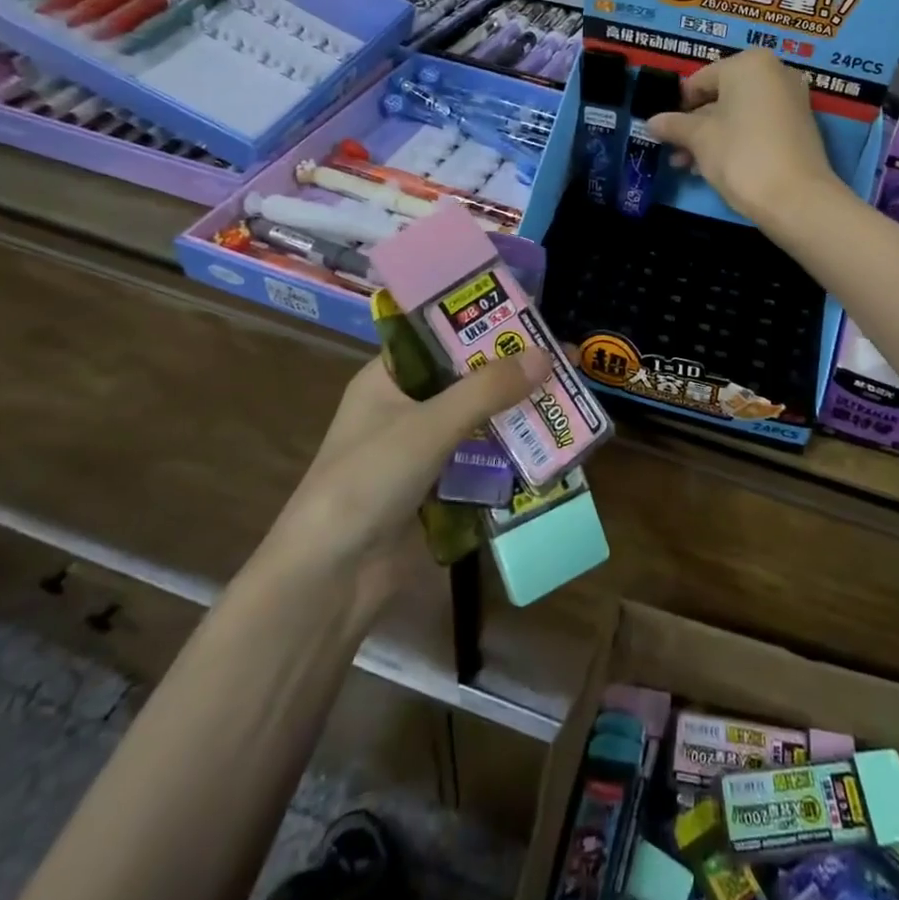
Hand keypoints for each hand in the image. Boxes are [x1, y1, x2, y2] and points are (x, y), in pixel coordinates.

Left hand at [257, 348, 550, 580]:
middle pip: (467, 380)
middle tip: (564, 362)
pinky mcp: (437, 491)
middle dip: (512, 374)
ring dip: (517, 416)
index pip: (440, 338)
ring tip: (568, 402)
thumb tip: (545, 355)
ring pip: (478, 421)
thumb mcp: (429, 425)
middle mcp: (404, 409)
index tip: (532, 320)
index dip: (484, 326)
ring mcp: (420, 452)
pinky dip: (510, 456)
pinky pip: (481, 461)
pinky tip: (550, 450)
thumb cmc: (368, 480)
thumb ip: (487, 390)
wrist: (330, 579)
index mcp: (387, 379)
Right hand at [646, 49, 839, 226]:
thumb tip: (650, 122)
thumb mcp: (699, 139)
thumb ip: (674, 126)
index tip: (664, 130)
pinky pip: (758, 125)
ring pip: (739, 113)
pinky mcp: (800, 126)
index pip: (700, 80)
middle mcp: (775, 72)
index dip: (678, 106)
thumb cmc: (740, 155)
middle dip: (695, 125)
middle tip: (674, 151)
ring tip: (688, 166)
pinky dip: (737, 140)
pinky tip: (714, 166)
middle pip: (722, 96)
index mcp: (749, 64)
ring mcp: (791, 99)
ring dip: (711, 137)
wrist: (795, 198)